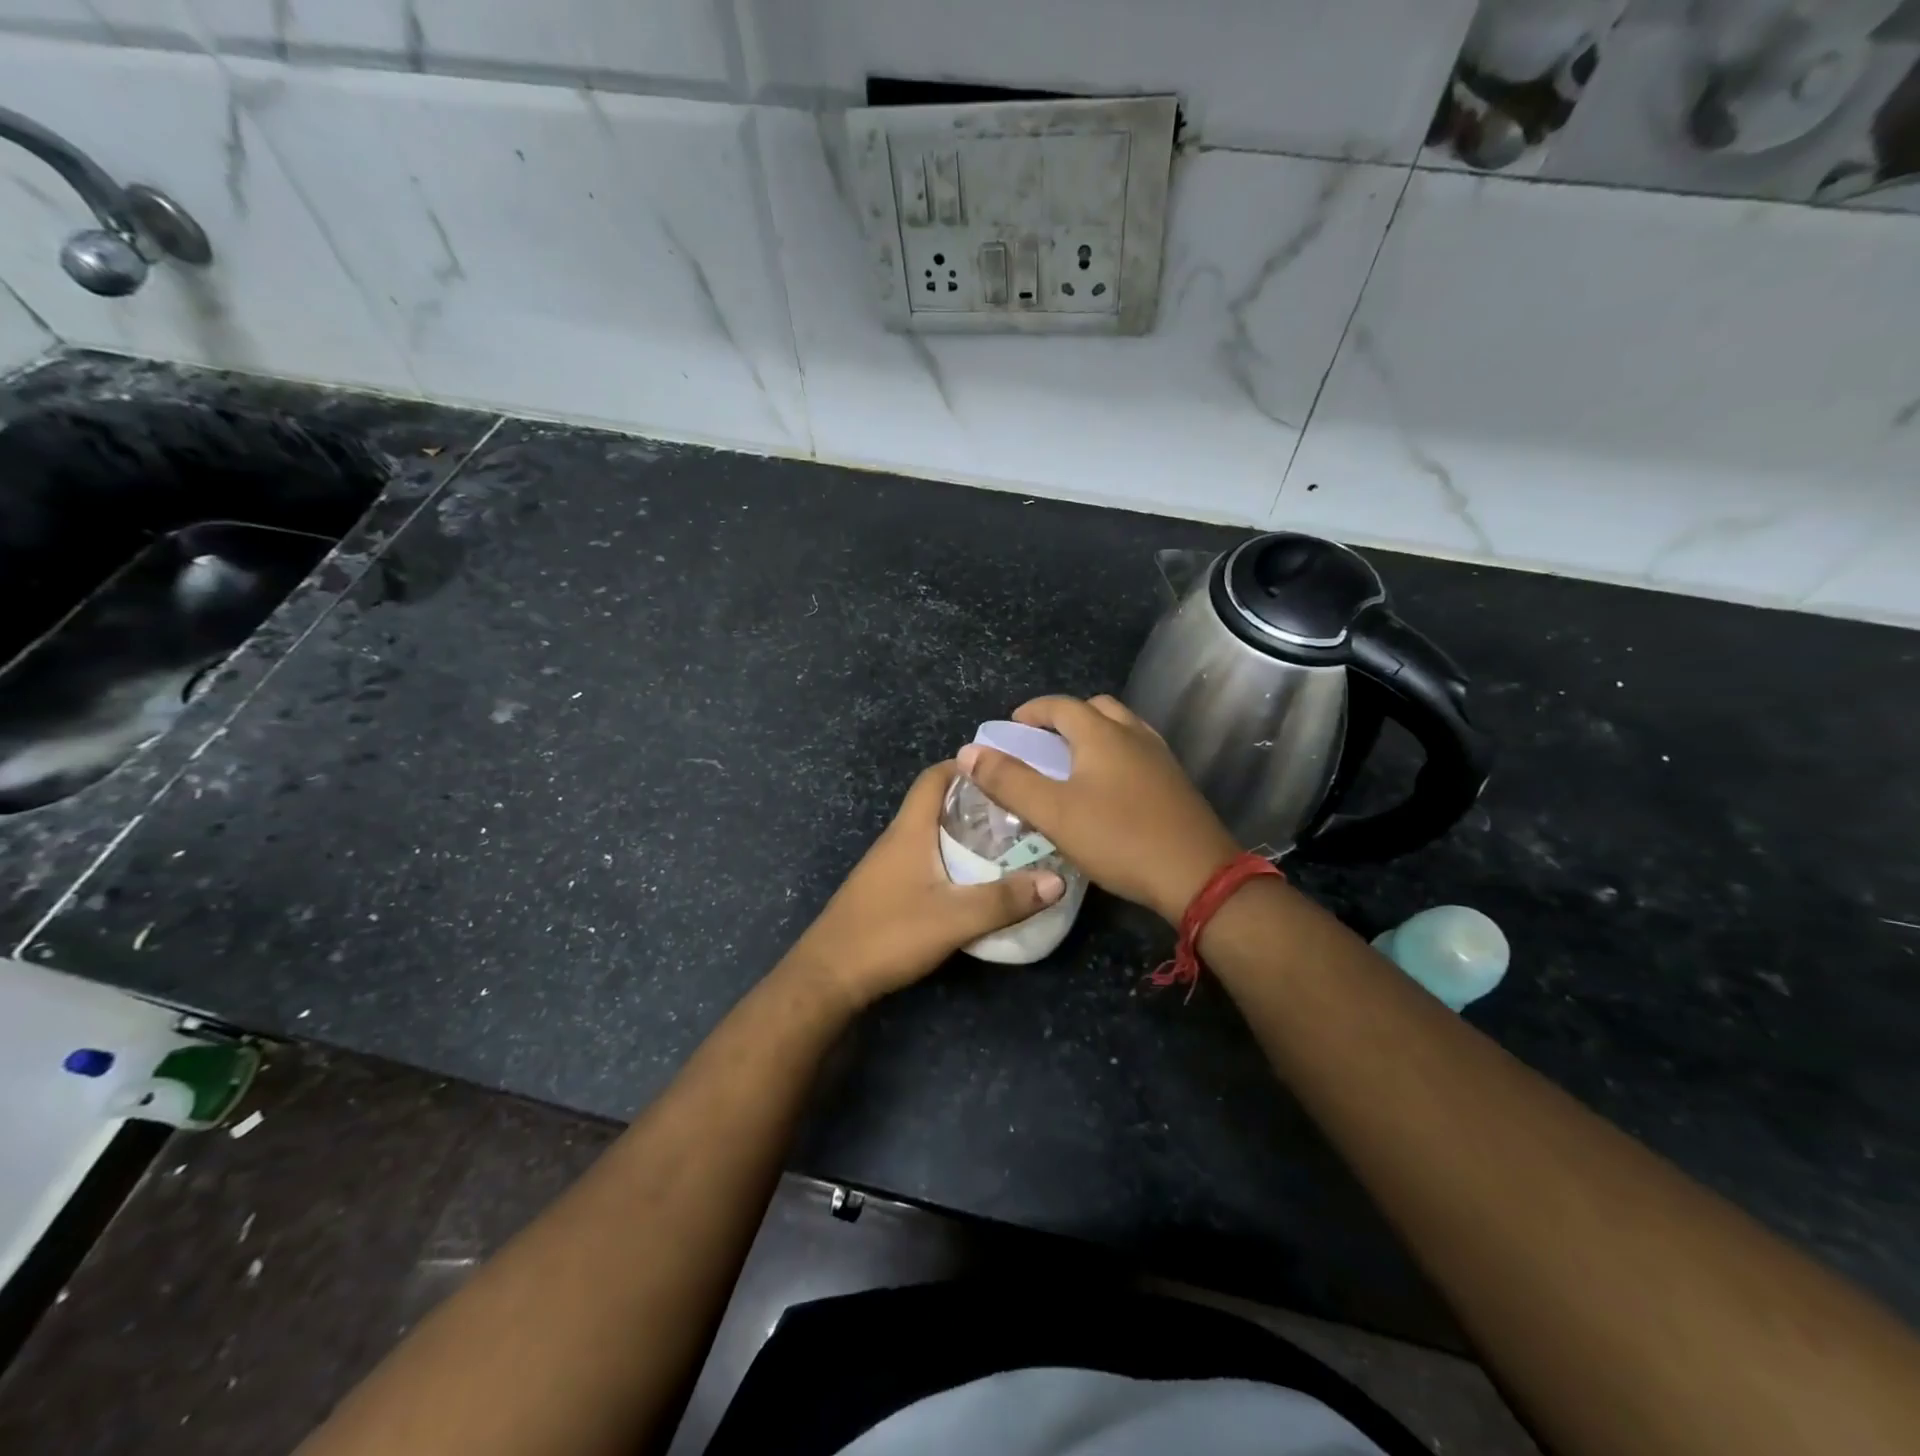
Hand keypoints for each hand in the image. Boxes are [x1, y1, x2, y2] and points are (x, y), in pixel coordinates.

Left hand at [784, 761, 1065, 1011]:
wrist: (829, 977)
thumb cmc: (889, 934)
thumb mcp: (955, 918)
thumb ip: (1005, 900)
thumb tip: (1057, 880)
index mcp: (909, 830)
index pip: (934, 778)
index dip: (965, 766)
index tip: (1004, 770)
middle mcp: (897, 840)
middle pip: (936, 804)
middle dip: (976, 802)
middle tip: (1019, 811)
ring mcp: (889, 866)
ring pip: (932, 834)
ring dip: (965, 833)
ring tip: (1008, 843)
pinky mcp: (888, 891)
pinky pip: (926, 860)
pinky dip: (953, 859)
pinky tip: (975, 881)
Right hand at [956, 695, 1239, 925]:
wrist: (1197, 875)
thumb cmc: (1119, 838)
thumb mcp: (1053, 812)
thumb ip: (1009, 781)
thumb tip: (968, 752)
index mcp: (1102, 734)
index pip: (1060, 706)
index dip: (1032, 712)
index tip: (1011, 727)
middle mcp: (1134, 734)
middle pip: (1095, 709)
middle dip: (1065, 718)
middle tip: (1042, 743)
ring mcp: (1160, 757)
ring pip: (1121, 728)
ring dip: (1093, 734)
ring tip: (1072, 764)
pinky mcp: (1175, 782)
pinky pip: (1138, 752)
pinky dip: (1115, 755)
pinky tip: (1108, 789)